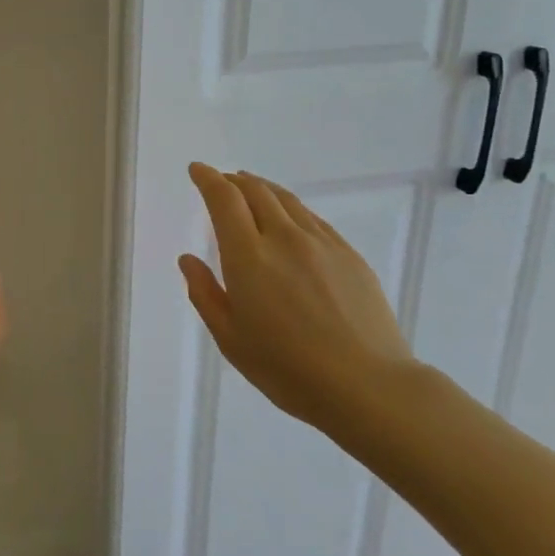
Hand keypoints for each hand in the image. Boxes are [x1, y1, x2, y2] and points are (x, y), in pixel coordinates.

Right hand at [178, 164, 412, 444]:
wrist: (367, 386)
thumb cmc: (288, 369)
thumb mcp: (231, 339)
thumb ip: (205, 294)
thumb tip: (188, 260)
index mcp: (249, 257)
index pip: (224, 200)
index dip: (208, 179)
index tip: (197, 169)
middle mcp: (284, 238)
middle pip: (256, 191)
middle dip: (234, 180)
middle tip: (222, 180)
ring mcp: (322, 244)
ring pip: (287, 201)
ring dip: (263, 189)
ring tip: (252, 188)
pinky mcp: (349, 255)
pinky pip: (313, 219)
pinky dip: (292, 209)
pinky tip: (291, 219)